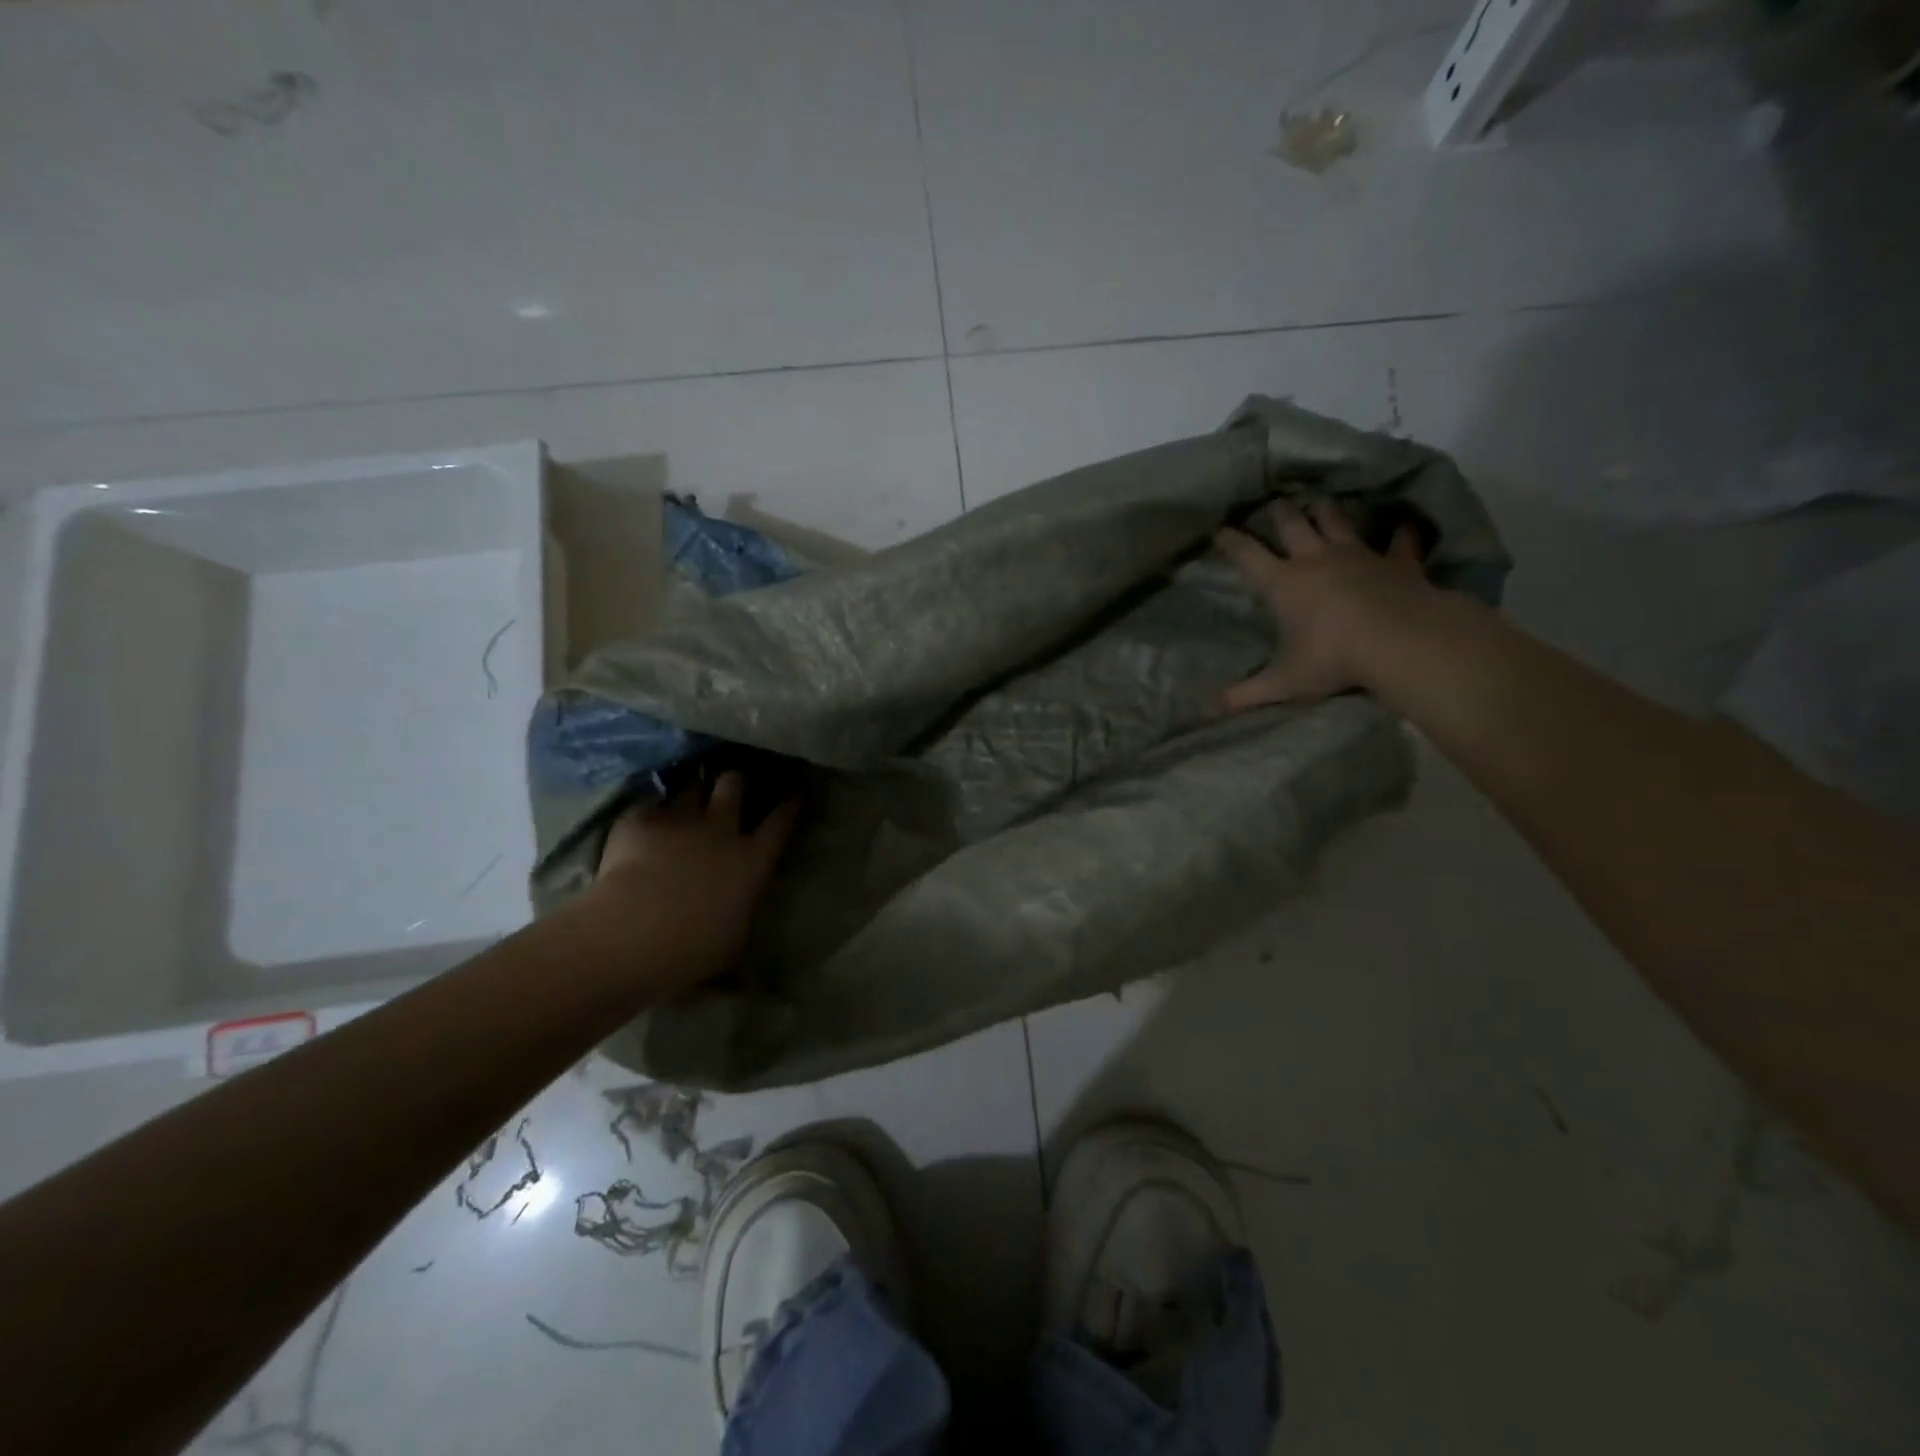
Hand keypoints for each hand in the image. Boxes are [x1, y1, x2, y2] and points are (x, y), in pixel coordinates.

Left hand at [583, 772, 799, 996]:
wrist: (635, 931)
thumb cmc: (694, 949)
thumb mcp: (730, 952)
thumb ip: (740, 949)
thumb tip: (751, 983)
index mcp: (751, 861)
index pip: (780, 822)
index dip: (789, 804)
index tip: (794, 790)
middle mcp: (721, 831)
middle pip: (733, 786)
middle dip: (733, 782)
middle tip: (728, 785)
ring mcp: (680, 819)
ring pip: (692, 787)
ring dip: (690, 791)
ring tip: (684, 796)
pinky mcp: (641, 820)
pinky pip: (647, 806)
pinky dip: (646, 815)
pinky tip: (637, 827)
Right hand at [1214, 500, 1433, 711]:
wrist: (1401, 641)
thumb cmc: (1333, 658)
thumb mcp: (1283, 683)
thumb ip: (1245, 695)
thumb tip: (1208, 708)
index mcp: (1284, 584)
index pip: (1248, 556)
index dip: (1232, 542)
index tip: (1221, 530)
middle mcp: (1317, 561)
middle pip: (1294, 526)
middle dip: (1281, 513)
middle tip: (1276, 503)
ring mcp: (1359, 556)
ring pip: (1338, 523)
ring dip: (1329, 511)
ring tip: (1322, 501)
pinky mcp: (1397, 562)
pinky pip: (1400, 542)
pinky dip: (1401, 533)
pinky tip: (1404, 524)